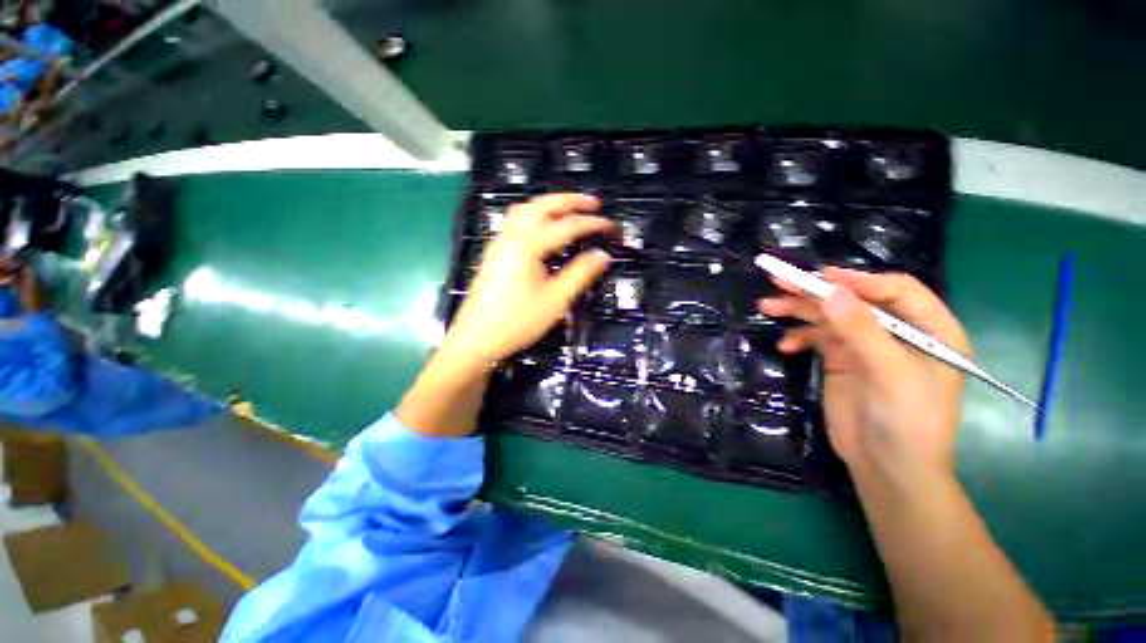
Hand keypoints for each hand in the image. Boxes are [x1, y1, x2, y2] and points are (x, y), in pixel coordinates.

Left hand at [441, 193, 613, 367]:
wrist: (475, 340)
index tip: (611, 226)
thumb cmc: (517, 322)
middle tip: (594, 203)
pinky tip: (545, 229)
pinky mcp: (495, 253)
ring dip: (550, 205)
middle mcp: (510, 236)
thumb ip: (580, 274)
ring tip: (571, 210)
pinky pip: (517, 223)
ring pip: (526, 210)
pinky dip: (536, 216)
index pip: (567, 226)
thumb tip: (602, 256)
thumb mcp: (555, 300)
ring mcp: (499, 243)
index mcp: (527, 245)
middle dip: (570, 200)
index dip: (592, 224)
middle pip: (542, 205)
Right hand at [759, 268, 969, 478]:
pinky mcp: (841, 361)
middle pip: (854, 300)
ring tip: (767, 307)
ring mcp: (865, 346)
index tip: (821, 277)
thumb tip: (831, 291)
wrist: (886, 468)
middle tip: (779, 281)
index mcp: (929, 329)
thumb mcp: (890, 373)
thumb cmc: (906, 422)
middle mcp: (896, 332)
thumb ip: (862, 330)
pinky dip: (799, 338)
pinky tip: (785, 346)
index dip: (859, 280)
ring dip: (799, 311)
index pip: (895, 291)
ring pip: (830, 317)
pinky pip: (817, 339)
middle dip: (816, 291)